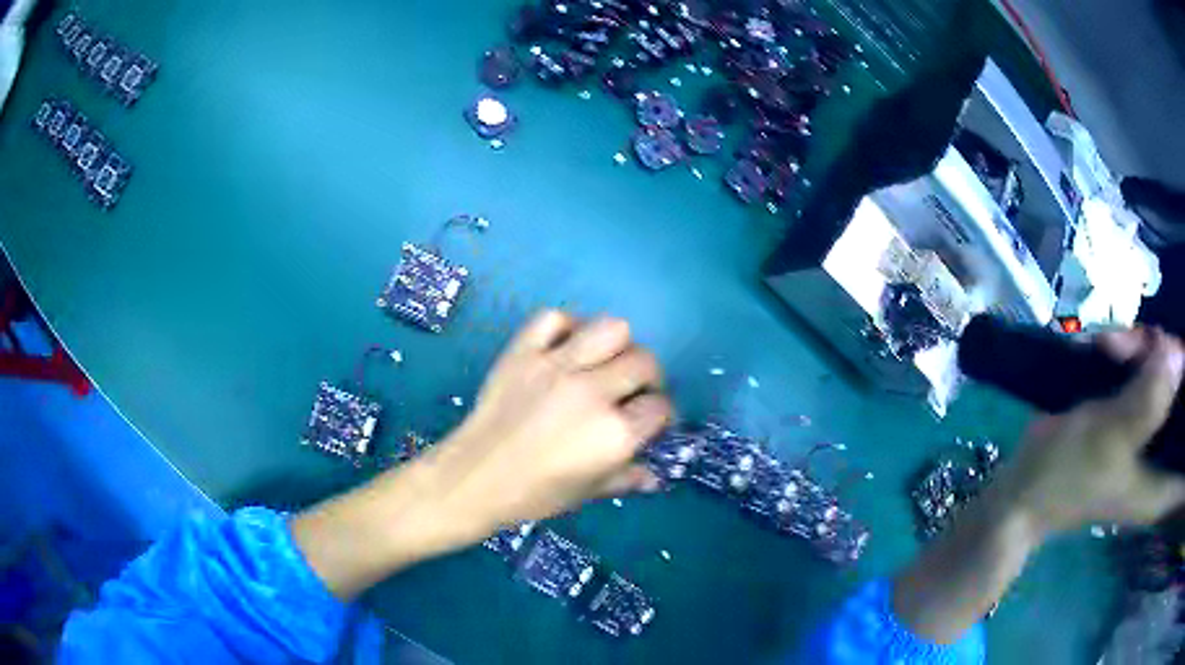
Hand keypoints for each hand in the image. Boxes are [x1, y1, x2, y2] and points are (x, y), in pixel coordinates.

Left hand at [423, 310, 670, 536]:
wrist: (475, 477)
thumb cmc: (534, 494)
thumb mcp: (589, 492)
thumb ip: (627, 478)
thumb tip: (655, 476)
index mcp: (614, 434)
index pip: (660, 407)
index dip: (661, 415)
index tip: (650, 421)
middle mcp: (593, 392)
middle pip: (644, 362)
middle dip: (649, 379)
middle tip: (632, 392)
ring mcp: (557, 366)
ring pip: (612, 329)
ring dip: (619, 345)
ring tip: (607, 363)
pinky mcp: (524, 352)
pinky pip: (555, 318)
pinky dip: (568, 326)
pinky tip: (567, 347)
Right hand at [894, 328, 1184, 642]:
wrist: (1023, 489)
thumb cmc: (1067, 477)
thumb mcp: (1109, 438)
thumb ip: (1148, 401)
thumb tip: (1178, 353)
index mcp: (1162, 483)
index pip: (1183, 481)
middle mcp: (1164, 457)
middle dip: (1176, 362)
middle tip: (1151, 342)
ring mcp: (1150, 435)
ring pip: (1169, 376)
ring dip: (1149, 348)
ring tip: (1116, 344)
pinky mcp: (1134, 416)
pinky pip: (1149, 370)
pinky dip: (1134, 352)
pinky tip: (1110, 346)